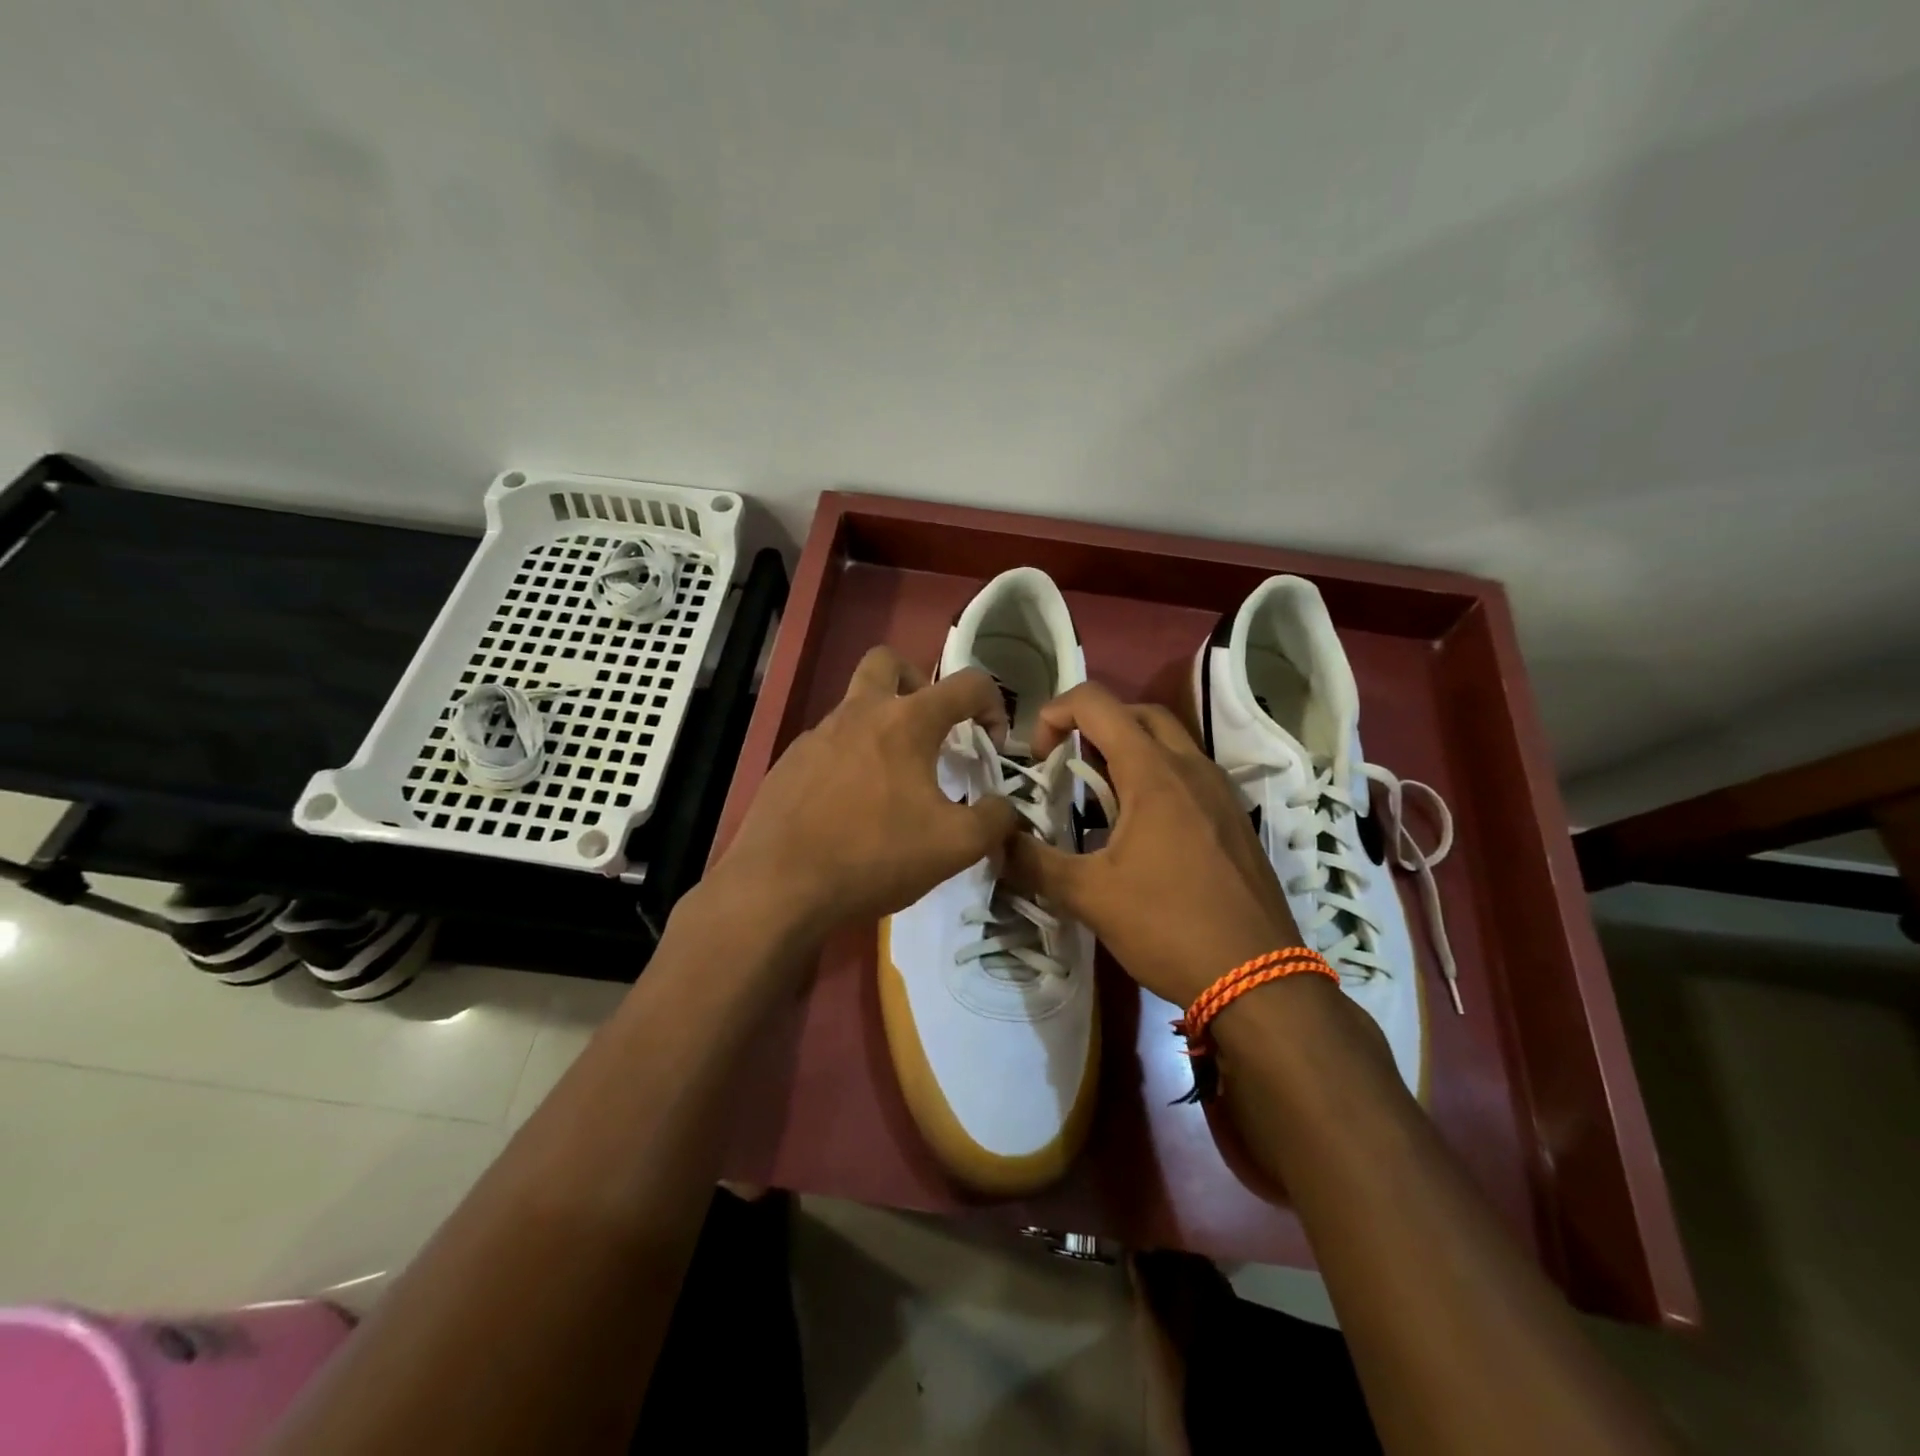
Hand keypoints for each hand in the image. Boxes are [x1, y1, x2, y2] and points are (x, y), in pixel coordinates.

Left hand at [712, 646, 1017, 938]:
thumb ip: (994, 820)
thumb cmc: (874, 856)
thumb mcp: (955, 847)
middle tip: (931, 728)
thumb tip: (1003, 807)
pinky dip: (850, 759)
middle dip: (919, 683)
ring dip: (882, 725)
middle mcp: (859, 712)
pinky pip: (828, 744)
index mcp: (906, 720)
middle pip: (889, 662)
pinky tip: (852, 807)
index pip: (966, 683)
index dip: (993, 705)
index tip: (992, 744)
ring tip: (894, 780)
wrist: (778, 886)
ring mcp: (817, 735)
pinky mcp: (789, 763)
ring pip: (855, 704)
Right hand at [1004, 682, 1303, 1009]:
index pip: (1097, 704)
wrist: (1259, 979)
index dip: (1055, 713)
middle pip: (1137, 714)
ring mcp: (1220, 791)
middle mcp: (1191, 767)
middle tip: (1068, 765)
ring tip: (1099, 798)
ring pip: (1168, 742)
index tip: (1039, 758)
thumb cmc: (1169, 927)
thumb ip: (1034, 863)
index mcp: (1154, 773)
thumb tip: (995, 844)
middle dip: (1093, 725)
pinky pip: (1189, 773)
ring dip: (1127, 751)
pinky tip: (1140, 830)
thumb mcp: (1090, 896)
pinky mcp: (1234, 818)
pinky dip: (1155, 777)